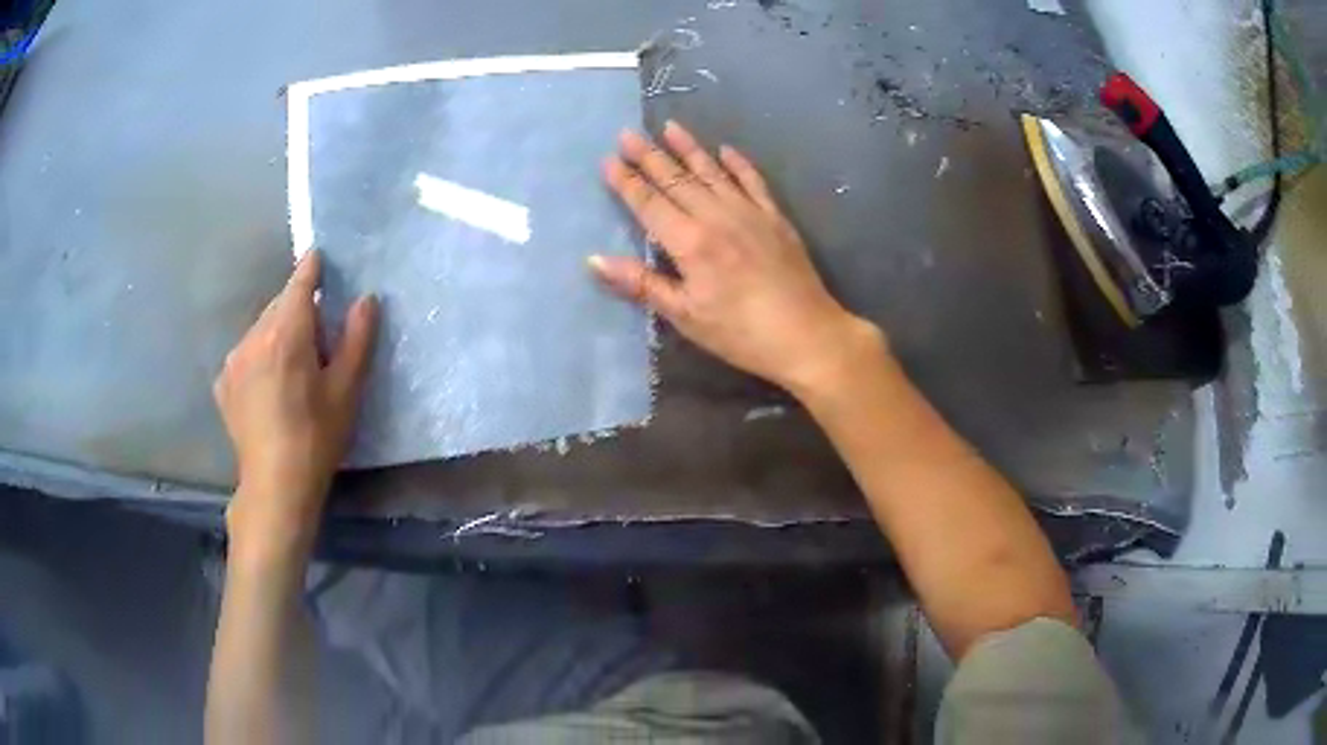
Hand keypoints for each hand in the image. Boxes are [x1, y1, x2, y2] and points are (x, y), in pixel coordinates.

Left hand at [213, 250, 377, 555]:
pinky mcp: (223, 382)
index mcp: (286, 333)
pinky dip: (259, 355)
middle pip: (279, 305)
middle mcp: (254, 336)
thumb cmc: (316, 437)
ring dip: (277, 332)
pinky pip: (245, 353)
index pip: (299, 284)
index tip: (320, 255)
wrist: (274, 485)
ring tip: (293, 361)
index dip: (312, 268)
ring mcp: (234, 359)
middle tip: (317, 328)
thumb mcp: (346, 391)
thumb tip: (366, 299)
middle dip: (297, 307)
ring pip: (260, 329)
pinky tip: (269, 384)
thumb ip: (356, 339)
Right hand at [592, 121, 882, 396]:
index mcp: (690, 241)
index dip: (627, 182)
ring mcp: (749, 212)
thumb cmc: (740, 332)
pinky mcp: (775, 217)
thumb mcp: (685, 315)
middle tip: (628, 134)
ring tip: (670, 127)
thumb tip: (594, 260)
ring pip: (712, 172)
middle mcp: (716, 216)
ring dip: (689, 148)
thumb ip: (641, 283)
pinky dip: (738, 164)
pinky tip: (726, 150)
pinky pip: (753, 181)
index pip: (649, 203)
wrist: (807, 334)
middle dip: (650, 156)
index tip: (609, 159)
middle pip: (676, 180)